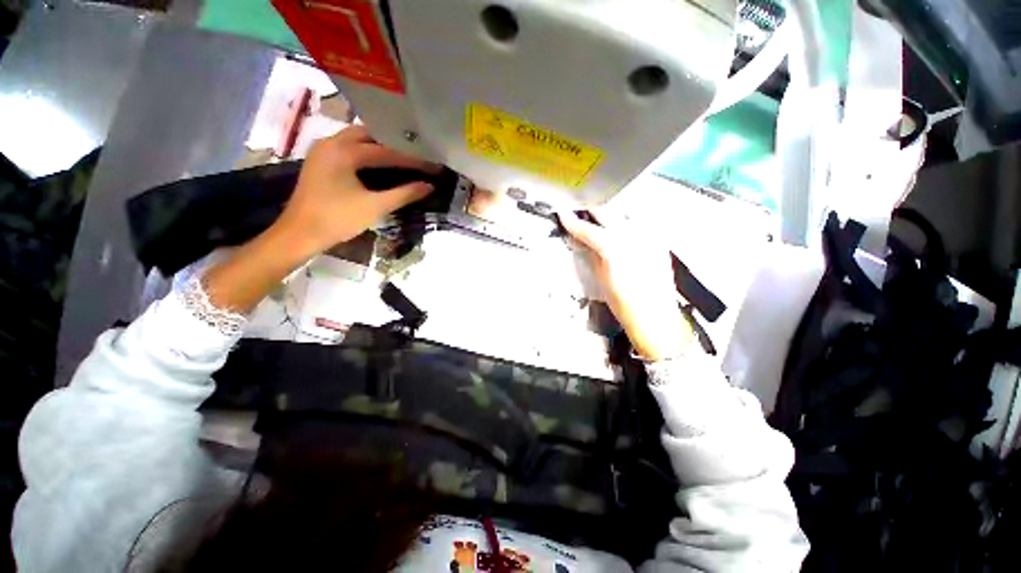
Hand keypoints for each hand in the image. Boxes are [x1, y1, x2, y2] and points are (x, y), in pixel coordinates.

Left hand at [275, 125, 437, 252]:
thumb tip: (429, 186)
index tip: (433, 166)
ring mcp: (322, 150)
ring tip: (401, 157)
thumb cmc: (337, 219)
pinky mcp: (319, 161)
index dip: (413, 160)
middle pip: (370, 135)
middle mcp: (332, 142)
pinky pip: (347, 147)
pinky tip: (378, 163)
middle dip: (394, 144)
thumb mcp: (375, 207)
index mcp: (344, 151)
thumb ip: (404, 194)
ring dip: (379, 146)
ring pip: (356, 139)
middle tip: (416, 155)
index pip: (387, 152)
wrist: (299, 233)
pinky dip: (365, 151)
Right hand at [559, 210, 694, 360]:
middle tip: (579, 215)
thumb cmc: (624, 305)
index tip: (564, 216)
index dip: (573, 222)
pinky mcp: (659, 243)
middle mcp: (635, 238)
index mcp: (615, 249)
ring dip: (609, 216)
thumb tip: (580, 240)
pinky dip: (625, 225)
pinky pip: (639, 225)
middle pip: (608, 213)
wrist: (655, 318)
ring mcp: (650, 238)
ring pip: (624, 215)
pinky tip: (619, 233)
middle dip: (591, 212)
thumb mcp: (601, 279)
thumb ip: (590, 254)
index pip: (589, 229)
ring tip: (597, 222)